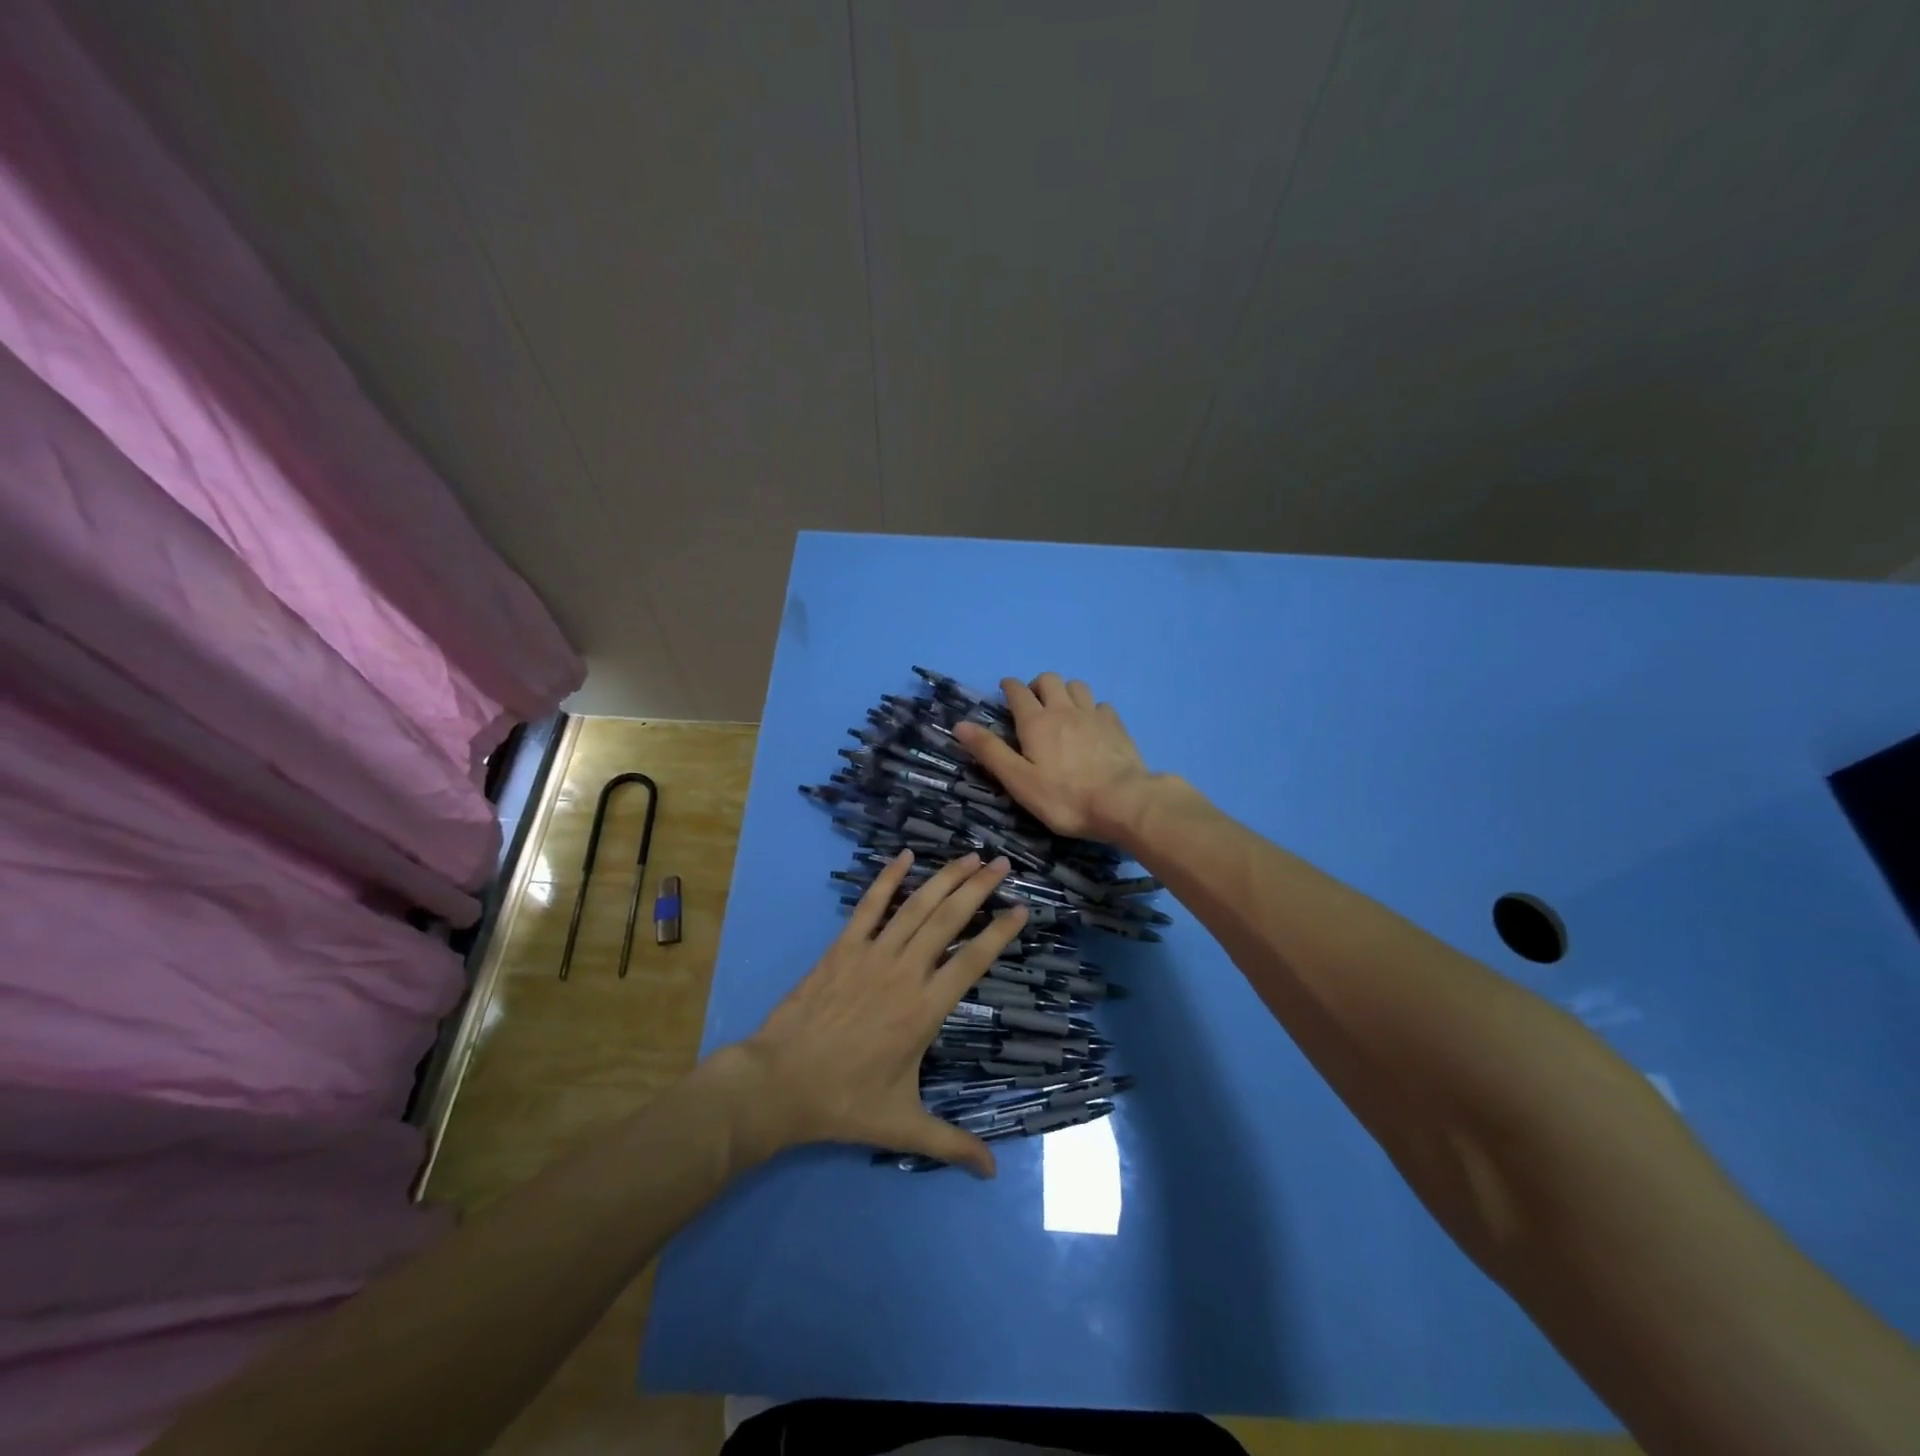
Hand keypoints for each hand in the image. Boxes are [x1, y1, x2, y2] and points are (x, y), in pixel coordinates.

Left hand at [730, 850, 1025, 1176]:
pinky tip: (905, 857)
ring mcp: (871, 955)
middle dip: (978, 888)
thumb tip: (992, 1173)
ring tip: (969, 856)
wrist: (778, 1083)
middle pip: (948, 920)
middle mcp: (904, 972)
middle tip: (1001, 863)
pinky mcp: (842, 948)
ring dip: (944, 878)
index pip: (972, 961)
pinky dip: (887, 879)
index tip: (1021, 909)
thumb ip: (951, 1144)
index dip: (1000, 932)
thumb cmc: (843, 1102)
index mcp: (924, 1009)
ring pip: (915, 907)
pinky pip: (869, 906)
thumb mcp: (902, 1125)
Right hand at [954, 673, 1155, 840]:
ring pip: (1077, 686)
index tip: (1005, 688)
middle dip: (1037, 685)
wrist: (1123, 802)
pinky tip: (1091, 724)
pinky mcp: (1116, 726)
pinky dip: (1091, 708)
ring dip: (1065, 691)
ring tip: (1062, 709)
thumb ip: (990, 752)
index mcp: (1036, 722)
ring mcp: (1093, 715)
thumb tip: (960, 725)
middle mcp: (1064, 710)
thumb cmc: (1064, 797)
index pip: (1018, 692)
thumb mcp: (1018, 781)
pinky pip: (1100, 704)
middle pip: (1049, 680)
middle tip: (1033, 703)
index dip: (1009, 687)